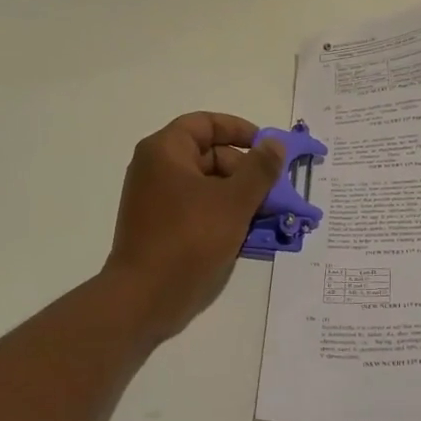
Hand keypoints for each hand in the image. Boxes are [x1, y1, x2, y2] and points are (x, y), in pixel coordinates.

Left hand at [104, 113, 287, 342]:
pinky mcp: (159, 226)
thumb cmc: (189, 239)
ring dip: (237, 194)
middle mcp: (155, 168)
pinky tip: (246, 231)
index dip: (239, 130)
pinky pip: (196, 208)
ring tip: (267, 214)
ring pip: (205, 185)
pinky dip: (221, 213)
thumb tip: (275, 143)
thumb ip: (259, 169)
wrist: (144, 296)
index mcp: (164, 150)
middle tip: (274, 190)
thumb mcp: (234, 201)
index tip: (268, 148)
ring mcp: (155, 199)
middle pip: (207, 154)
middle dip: (244, 169)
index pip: (205, 123)